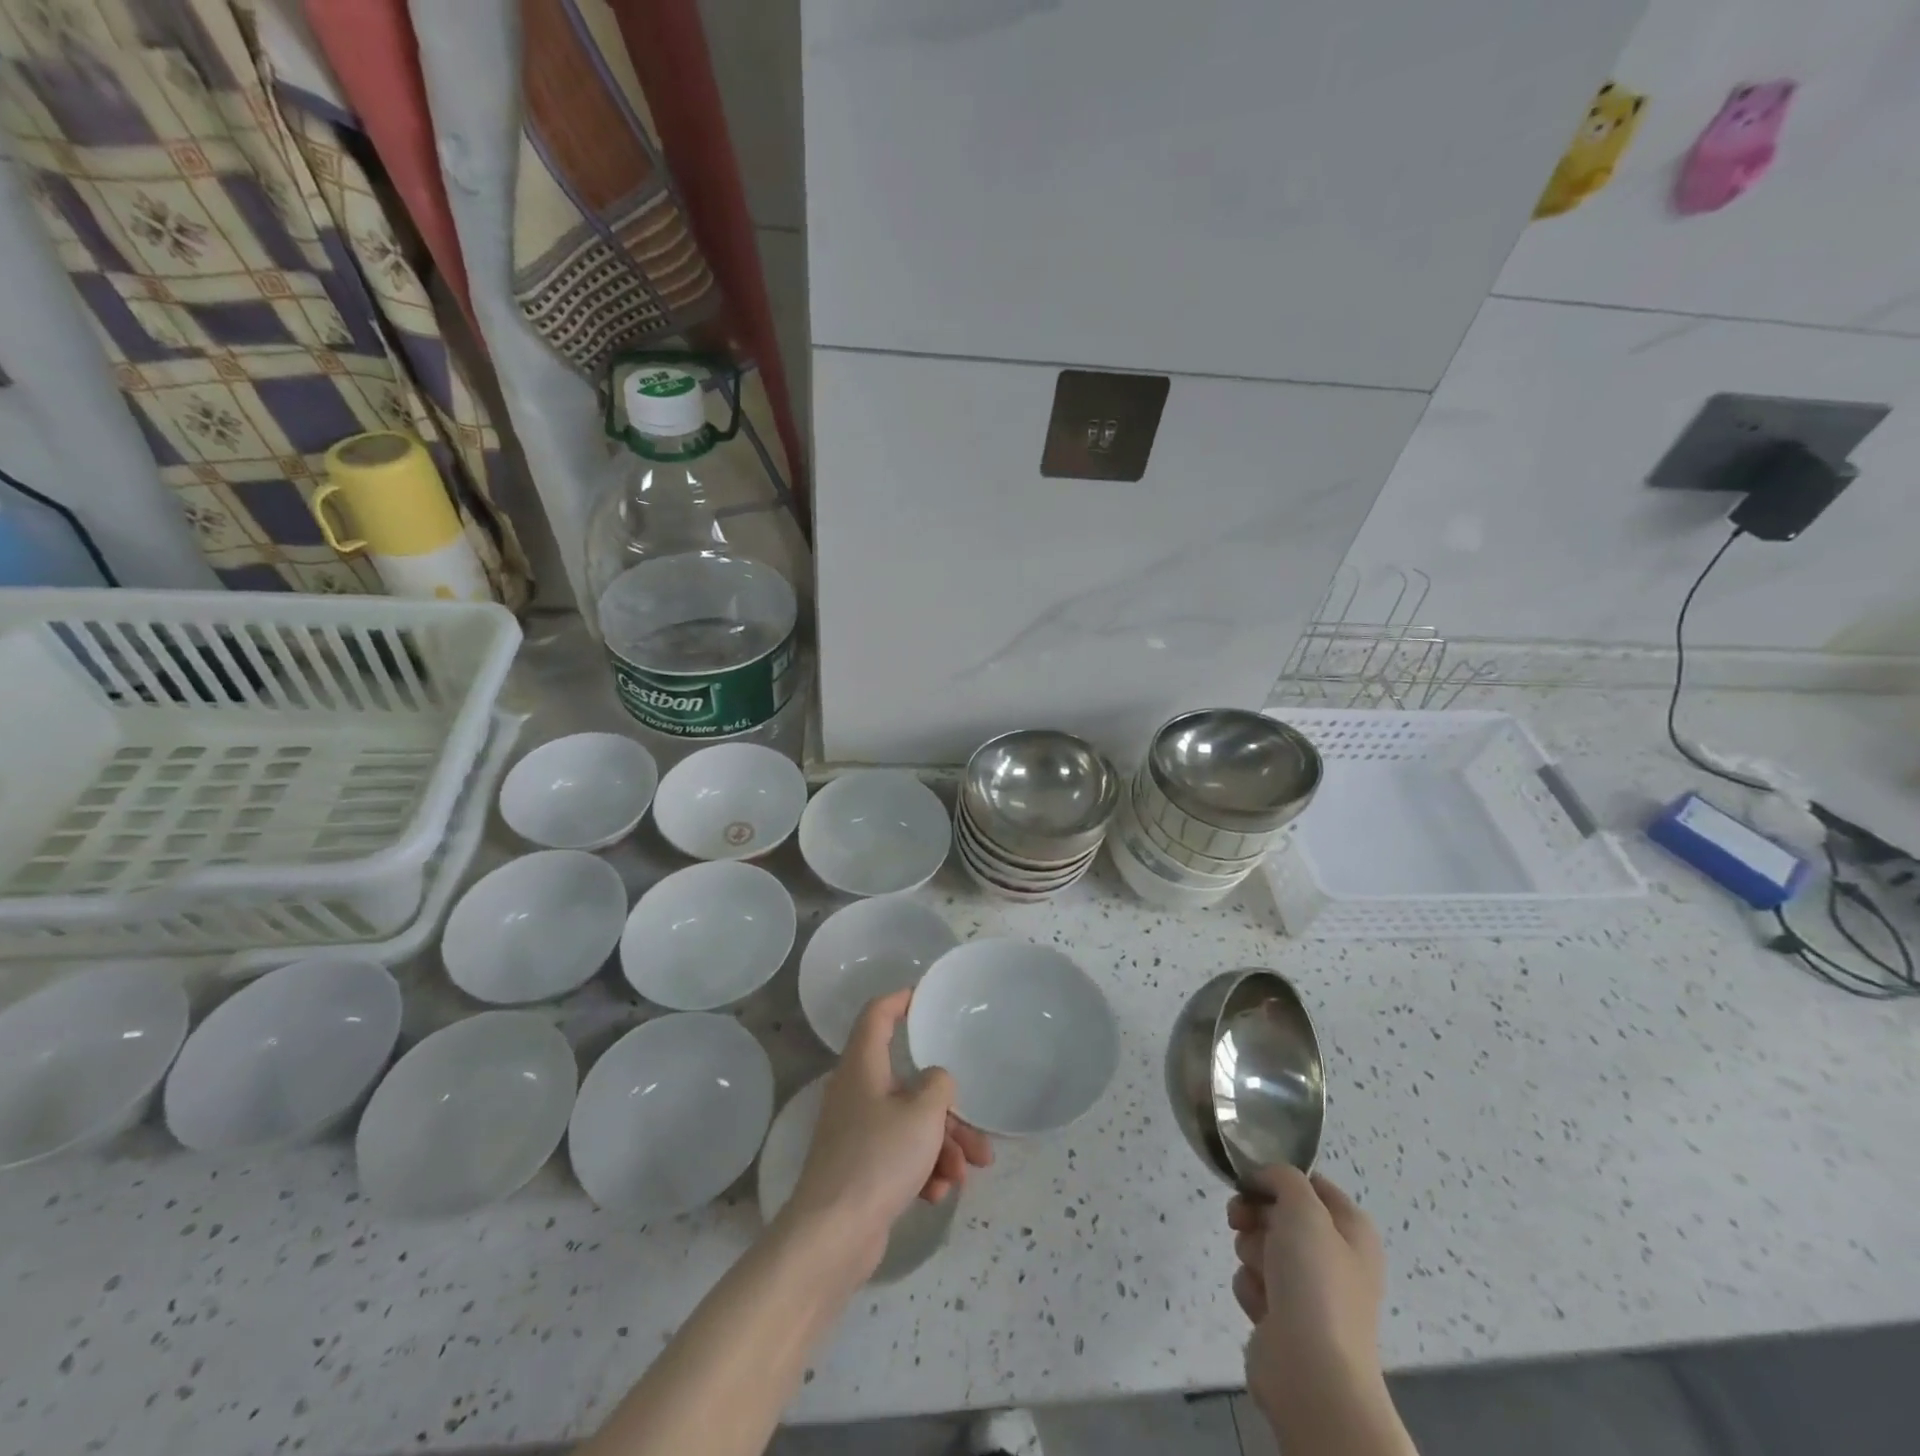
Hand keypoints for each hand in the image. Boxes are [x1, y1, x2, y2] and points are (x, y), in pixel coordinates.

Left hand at [783, 990, 992, 1273]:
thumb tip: (935, 1081)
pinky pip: (901, 1156)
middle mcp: (857, 1093)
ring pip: (910, 1124)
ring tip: (965, 1174)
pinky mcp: (862, 1169)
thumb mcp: (923, 1114)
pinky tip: (938, 1194)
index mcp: (863, 1066)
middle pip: (908, 1083)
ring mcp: (857, 1133)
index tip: (925, 997)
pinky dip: (923, 1169)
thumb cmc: (878, 1159)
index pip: (877, 1015)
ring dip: (942, 1146)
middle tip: (977, 1136)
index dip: (900, 1000)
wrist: (833, 1236)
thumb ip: (939, 1085)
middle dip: (947, 1110)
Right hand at [1229, 1168, 1387, 1428]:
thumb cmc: (1315, 1281)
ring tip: (1261, 1273)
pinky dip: (1251, 1288)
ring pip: (1260, 1245)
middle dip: (1255, 1215)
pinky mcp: (1283, 1316)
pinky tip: (1261, 1306)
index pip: (1311, 1183)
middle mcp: (1334, 1257)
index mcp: (1352, 1230)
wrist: (1312, 1372)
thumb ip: (1283, 1177)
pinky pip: (1253, 1282)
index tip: (1252, 1180)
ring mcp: (1308, 1290)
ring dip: (1251, 1252)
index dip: (1279, 1178)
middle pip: (1279, 1212)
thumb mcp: (1303, 1209)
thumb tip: (1264, 1177)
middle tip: (1240, 1220)